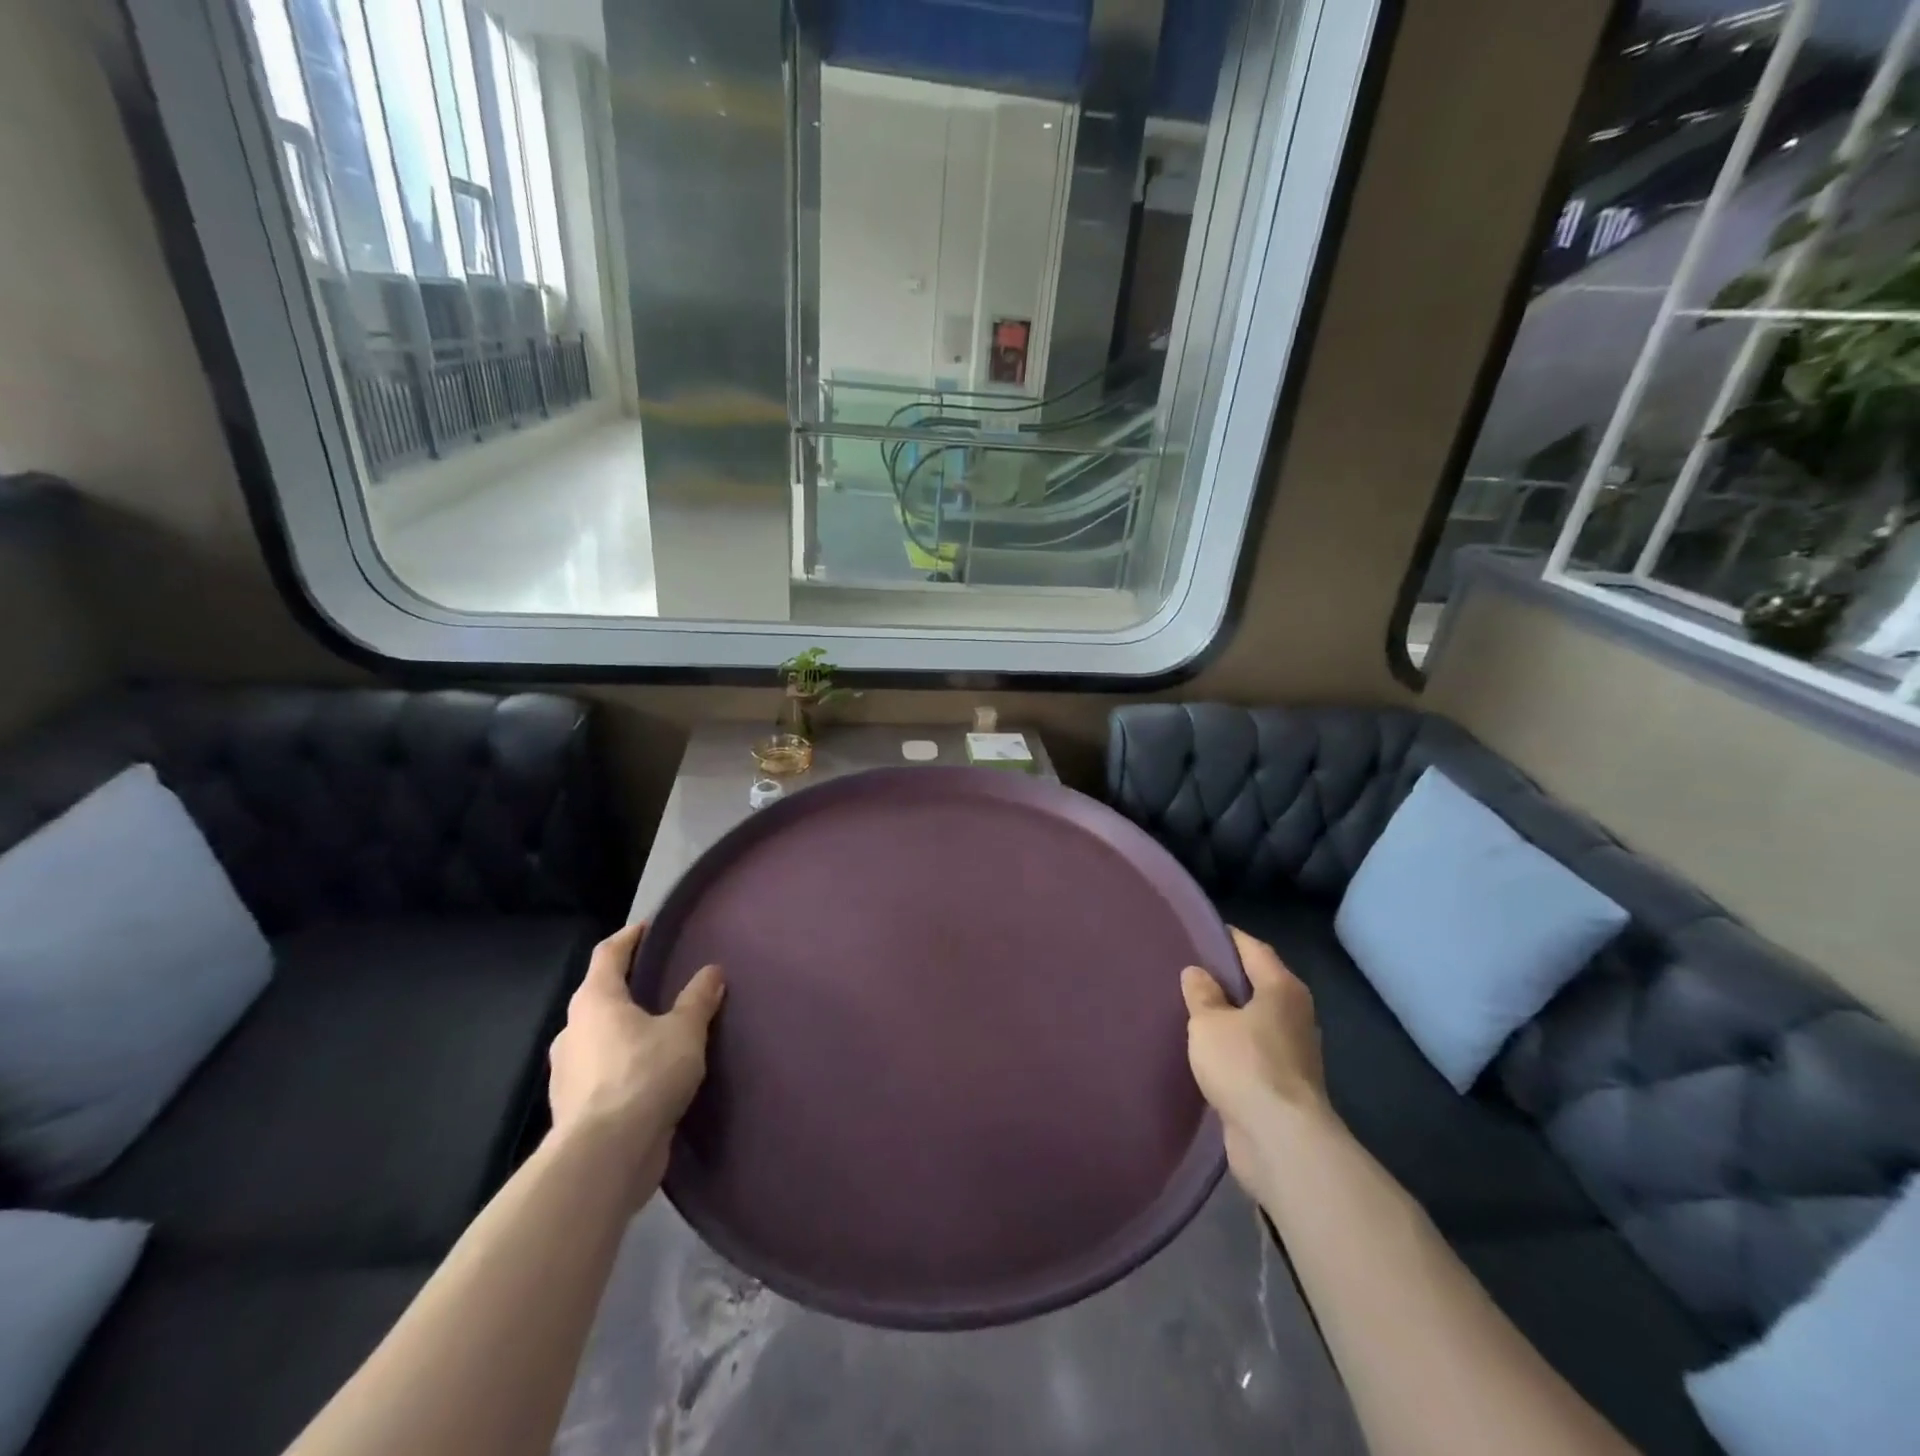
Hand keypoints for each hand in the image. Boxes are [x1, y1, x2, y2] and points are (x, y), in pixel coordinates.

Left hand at [547, 922, 724, 1197]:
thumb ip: (697, 999)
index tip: (649, 928)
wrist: (605, 1157)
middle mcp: (573, 1030)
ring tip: (659, 1032)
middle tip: (661, 983)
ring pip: (598, 1037)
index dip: (629, 937)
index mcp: (595, 1001)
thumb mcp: (684, 1031)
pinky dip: (621, 1065)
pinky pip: (600, 1072)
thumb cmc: (643, 1076)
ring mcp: (568, 1072)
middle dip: (627, 987)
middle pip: (599, 996)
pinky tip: (648, 1076)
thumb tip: (711, 971)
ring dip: (623, 1030)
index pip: (608, 954)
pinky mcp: (573, 1108)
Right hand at [1181, 928, 1333, 1193]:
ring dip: (1230, 1016)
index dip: (1227, 938)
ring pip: (1256, 1021)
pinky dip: (1234, 1047)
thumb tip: (1198, 973)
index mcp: (1282, 989)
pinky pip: (1253, 1052)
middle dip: (1227, 978)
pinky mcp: (1284, 1085)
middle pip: (1258, 984)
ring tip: (1192, 1010)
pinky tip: (1207, 1050)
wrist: (1280, 1140)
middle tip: (1188, 972)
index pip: (1253, 949)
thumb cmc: (1245, 1065)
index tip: (1200, 932)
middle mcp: (1295, 1014)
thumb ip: (1201, 994)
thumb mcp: (1209, 1022)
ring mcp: (1293, 1052)